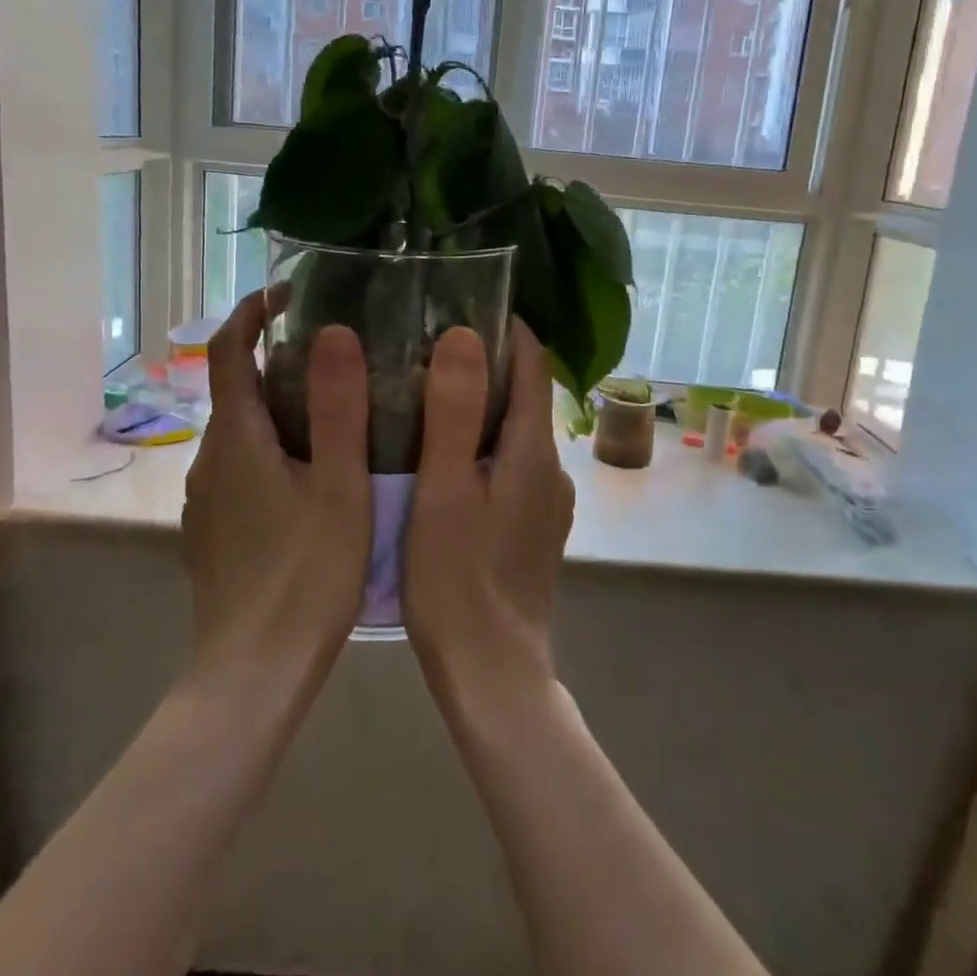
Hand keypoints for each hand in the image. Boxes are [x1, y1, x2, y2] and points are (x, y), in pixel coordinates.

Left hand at [181, 290, 371, 684]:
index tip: (292, 292)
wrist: (254, 671)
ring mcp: (205, 498)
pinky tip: (311, 478)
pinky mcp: (212, 529)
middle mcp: (209, 458)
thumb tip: (335, 332)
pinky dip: (271, 449)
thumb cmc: (307, 574)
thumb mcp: (339, 486)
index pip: (230, 349)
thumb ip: (338, 408)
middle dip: (279, 361)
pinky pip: (240, 467)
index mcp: (237, 438)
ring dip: (278, 409)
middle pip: (238, 389)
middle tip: (340, 359)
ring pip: (241, 432)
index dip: (254, 310)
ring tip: (336, 415)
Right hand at [403, 321, 575, 700]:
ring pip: (516, 433)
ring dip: (481, 406)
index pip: (533, 363)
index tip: (461, 304)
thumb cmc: (456, 578)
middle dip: (485, 363)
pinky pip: (511, 465)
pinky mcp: (535, 527)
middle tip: (425, 347)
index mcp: (532, 450)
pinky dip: (483, 446)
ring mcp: (547, 501)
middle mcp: (551, 468)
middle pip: (525, 395)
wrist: (492, 672)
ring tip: (425, 396)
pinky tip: (444, 460)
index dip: (505, 327)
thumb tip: (462, 334)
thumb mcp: (443, 489)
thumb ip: (453, 411)